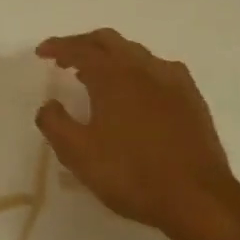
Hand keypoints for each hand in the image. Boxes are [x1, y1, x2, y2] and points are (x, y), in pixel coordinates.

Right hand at [36, 30, 239, 239]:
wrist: (198, 198)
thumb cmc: (131, 174)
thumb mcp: (78, 154)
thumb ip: (55, 123)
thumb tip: (49, 104)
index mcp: (113, 76)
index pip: (80, 50)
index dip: (58, 47)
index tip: (41, 53)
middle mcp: (143, 68)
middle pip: (109, 41)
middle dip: (84, 44)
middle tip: (65, 59)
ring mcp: (173, 81)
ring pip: (136, 52)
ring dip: (110, 56)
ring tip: (96, 75)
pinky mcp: (192, 98)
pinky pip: (159, 69)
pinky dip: (137, 70)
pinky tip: (137, 90)